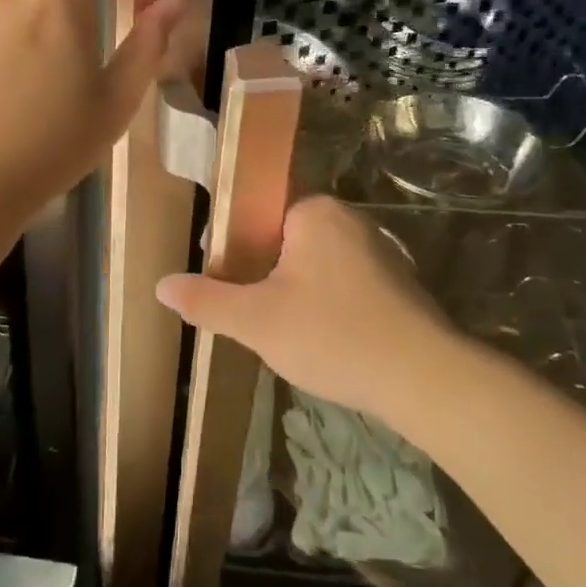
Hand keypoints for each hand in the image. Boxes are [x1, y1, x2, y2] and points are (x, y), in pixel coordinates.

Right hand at [156, 196, 464, 429]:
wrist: (424, 378)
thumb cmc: (332, 334)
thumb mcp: (256, 320)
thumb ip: (207, 300)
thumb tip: (161, 284)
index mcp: (314, 211)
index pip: (258, 209)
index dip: (231, 241)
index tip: (218, 276)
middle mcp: (349, 219)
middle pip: (286, 237)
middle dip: (261, 269)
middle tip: (246, 310)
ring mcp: (380, 250)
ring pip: (316, 263)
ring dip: (294, 289)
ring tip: (280, 330)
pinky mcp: (398, 283)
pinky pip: (345, 283)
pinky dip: (326, 303)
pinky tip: (322, 339)